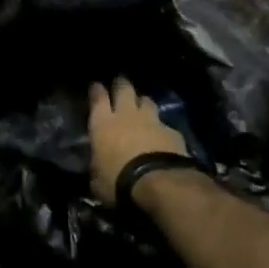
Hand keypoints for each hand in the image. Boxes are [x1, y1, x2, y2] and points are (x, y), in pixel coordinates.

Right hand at [87, 77, 185, 204]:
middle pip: (124, 89)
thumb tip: (96, 167)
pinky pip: (165, 124)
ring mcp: (152, 121)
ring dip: (143, 102)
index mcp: (102, 123)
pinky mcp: (173, 132)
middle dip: (121, 84)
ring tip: (142, 105)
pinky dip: (162, 128)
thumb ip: (97, 166)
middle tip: (120, 84)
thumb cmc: (118, 181)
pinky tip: (163, 135)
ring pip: (147, 101)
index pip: (97, 97)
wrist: (159, 184)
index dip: (96, 89)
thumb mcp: (97, 180)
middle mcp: (126, 115)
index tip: (95, 85)